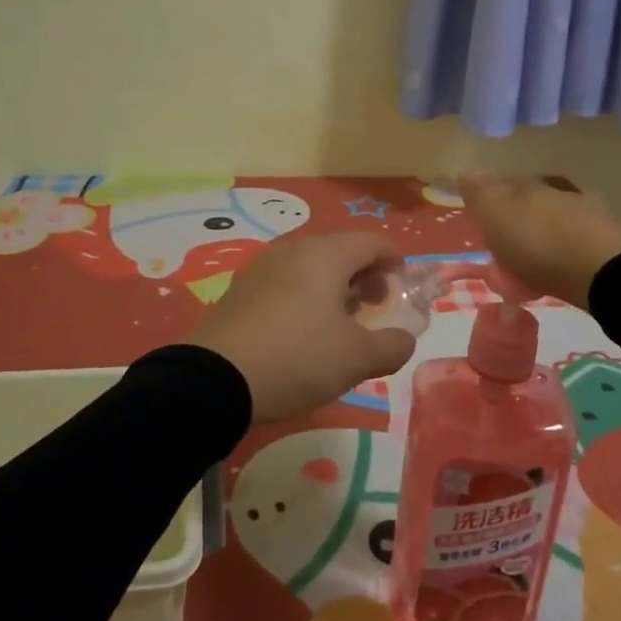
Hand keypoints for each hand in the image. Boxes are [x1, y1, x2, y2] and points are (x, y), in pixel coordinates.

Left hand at [189, 232, 416, 423]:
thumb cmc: (297, 358)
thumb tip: (404, 339)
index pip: (370, 241)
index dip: (392, 258)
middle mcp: (293, 250)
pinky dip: (304, 295)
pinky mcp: (239, 290)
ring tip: (340, 322)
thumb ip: (392, 346)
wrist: (216, 379)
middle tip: (374, 305)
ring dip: (333, 286)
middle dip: (363, 274)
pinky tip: (302, 330)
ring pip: (309, 266)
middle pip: (339, 250)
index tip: (402, 281)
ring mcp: (261, 268)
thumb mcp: (356, 359)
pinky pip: (284, 282)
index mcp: (325, 255)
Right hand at [460, 173, 620, 310]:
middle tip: (503, 249)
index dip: (488, 200)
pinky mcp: (606, 240)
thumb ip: (480, 193)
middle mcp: (555, 192)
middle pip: (528, 202)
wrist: (603, 270)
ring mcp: (585, 213)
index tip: (480, 221)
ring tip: (530, 267)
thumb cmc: (537, 243)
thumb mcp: (496, 216)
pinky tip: (558, 271)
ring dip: (540, 237)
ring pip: (552, 221)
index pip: (500, 185)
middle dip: (515, 220)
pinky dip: (562, 254)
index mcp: (526, 185)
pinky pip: (573, 244)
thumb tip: (464, 171)